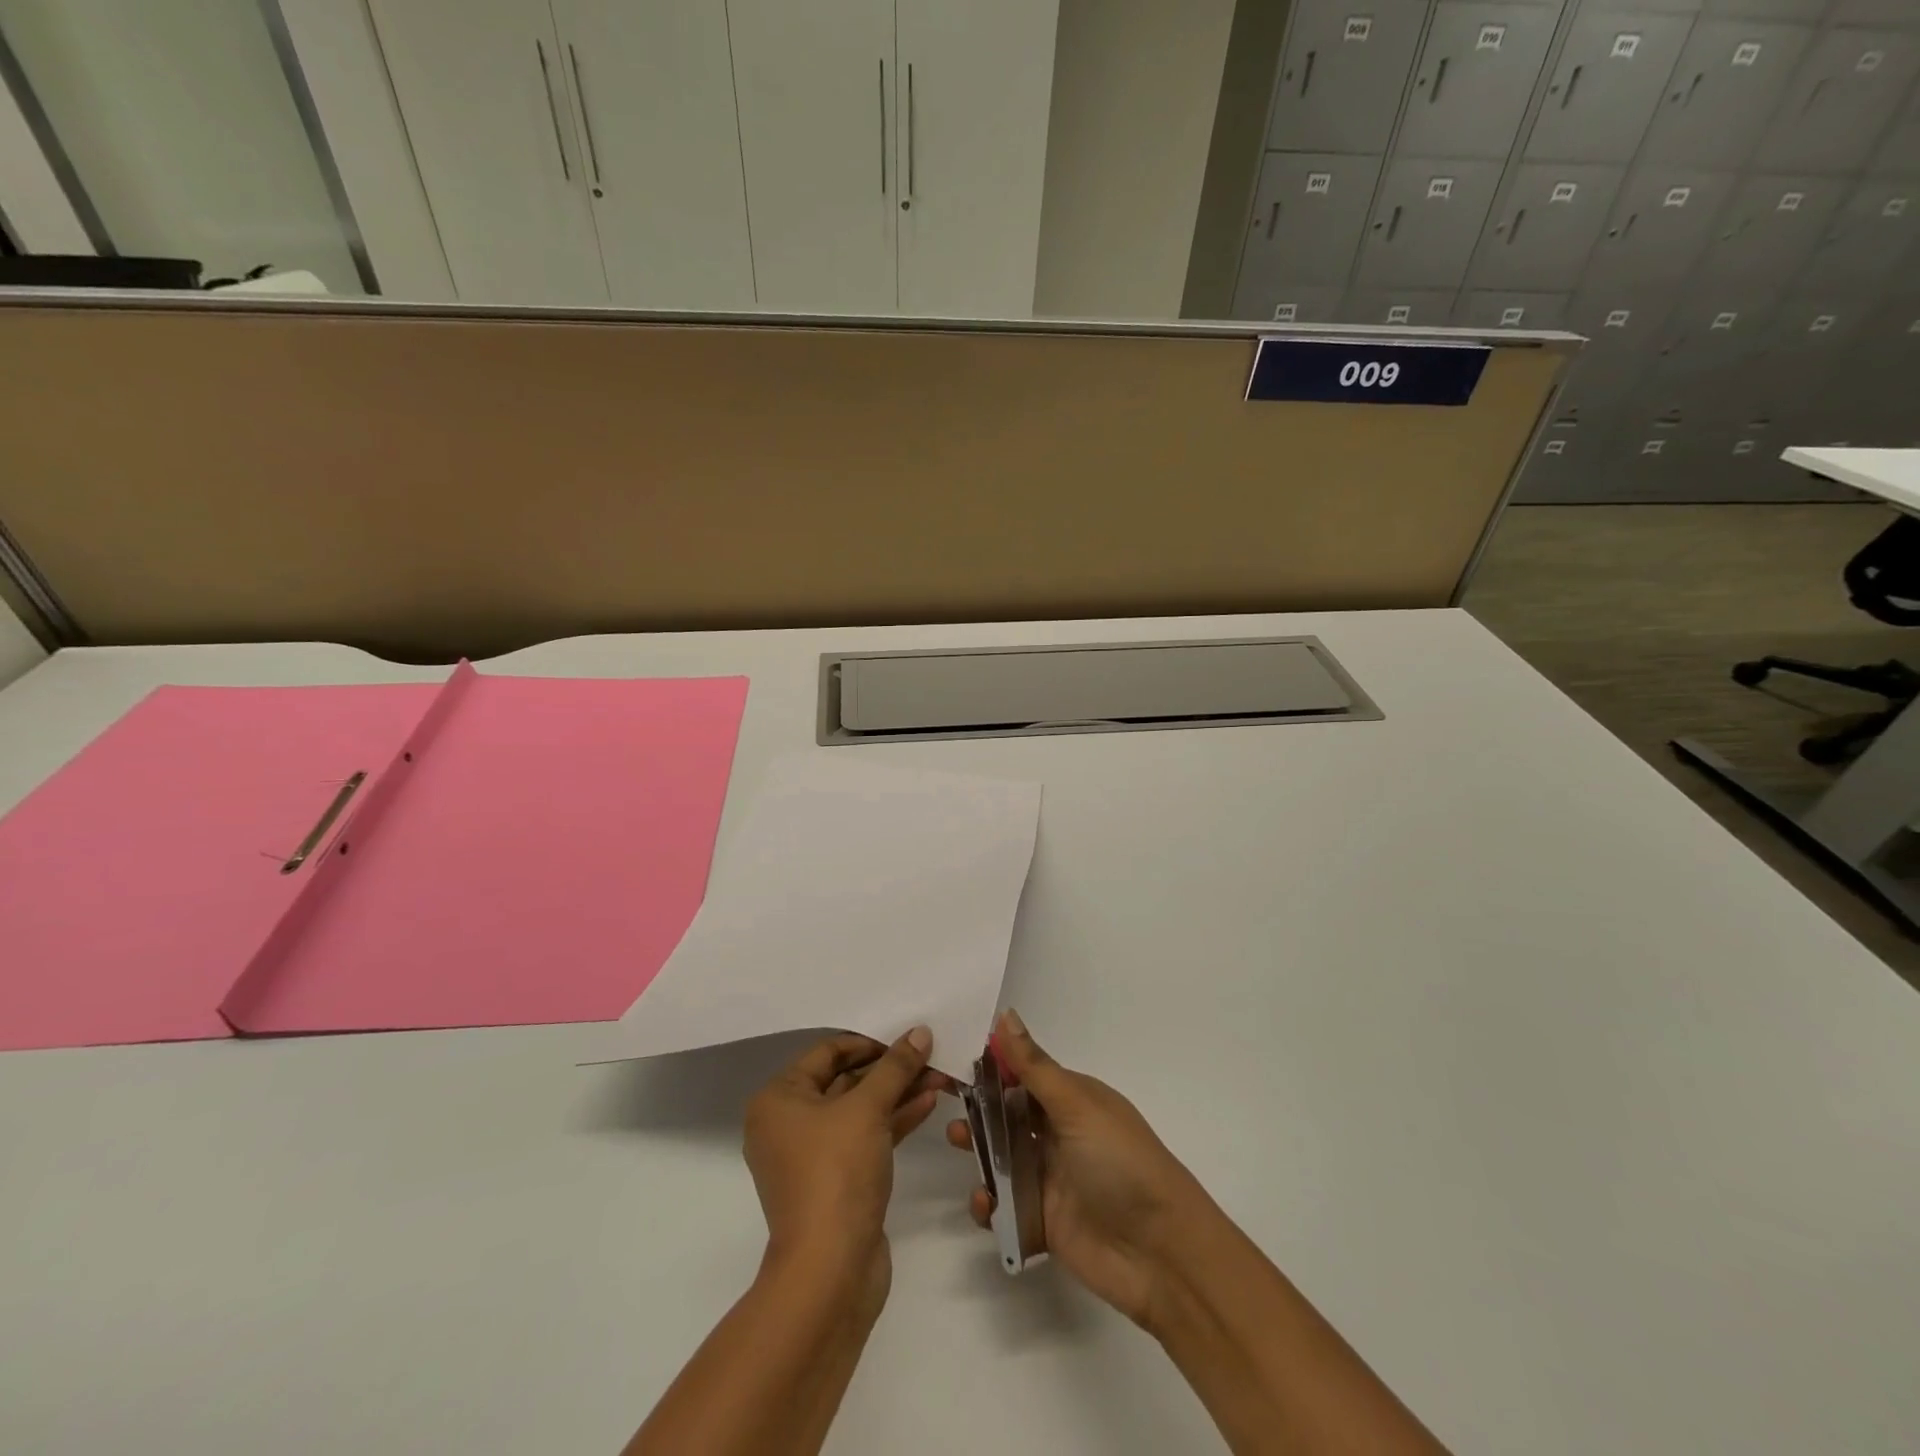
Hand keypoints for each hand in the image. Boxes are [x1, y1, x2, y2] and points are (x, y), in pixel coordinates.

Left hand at [744, 1028, 946, 1307]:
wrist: (830, 1272)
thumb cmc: (836, 1173)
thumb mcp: (867, 1109)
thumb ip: (895, 1067)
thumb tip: (920, 1032)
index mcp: (779, 1100)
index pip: (827, 1052)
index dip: (870, 1041)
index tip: (907, 1036)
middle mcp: (788, 1124)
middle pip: (845, 1080)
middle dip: (890, 1068)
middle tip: (931, 1054)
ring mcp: (812, 1156)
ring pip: (859, 1110)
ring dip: (897, 1092)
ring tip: (940, 1076)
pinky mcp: (836, 1181)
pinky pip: (866, 1137)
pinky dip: (894, 1120)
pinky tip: (928, 1103)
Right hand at [947, 1010, 1208, 1327]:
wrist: (1161, 1255)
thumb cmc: (1121, 1163)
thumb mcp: (1077, 1106)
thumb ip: (1034, 1066)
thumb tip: (1005, 1014)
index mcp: (1073, 1099)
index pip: (1024, 1073)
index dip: (991, 1066)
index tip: (952, 1057)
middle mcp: (1061, 1133)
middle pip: (1009, 1114)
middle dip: (979, 1108)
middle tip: (946, 1103)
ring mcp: (1052, 1178)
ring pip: (1003, 1158)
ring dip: (978, 1150)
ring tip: (957, 1143)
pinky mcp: (1043, 1222)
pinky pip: (1005, 1206)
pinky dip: (988, 1204)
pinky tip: (984, 1203)